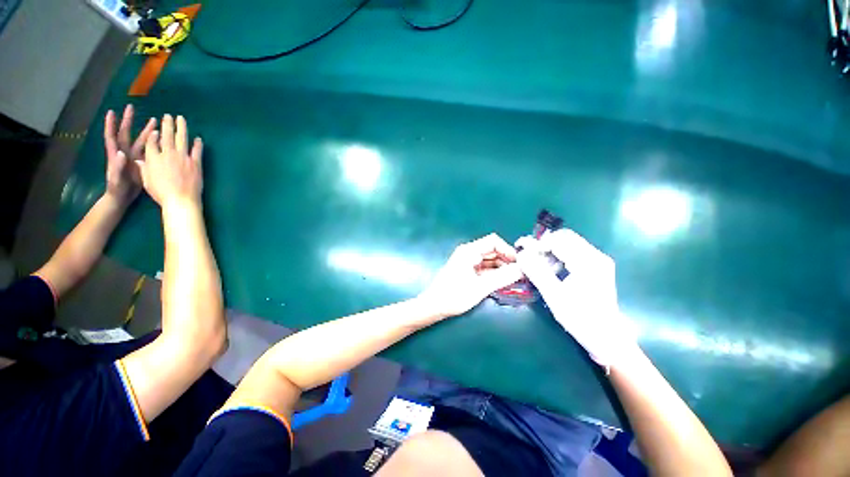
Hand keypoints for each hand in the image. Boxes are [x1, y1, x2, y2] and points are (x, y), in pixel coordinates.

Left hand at [103, 105, 155, 203]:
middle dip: (128, 121)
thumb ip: (117, 166)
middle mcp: (125, 152)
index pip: (112, 136)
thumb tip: (121, 153)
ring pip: (140, 140)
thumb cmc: (117, 189)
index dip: (111, 124)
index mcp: (116, 154)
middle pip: (126, 134)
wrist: (122, 198)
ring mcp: (133, 158)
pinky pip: (148, 150)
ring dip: (145, 130)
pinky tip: (160, 139)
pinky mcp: (142, 163)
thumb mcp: (116, 179)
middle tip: (132, 108)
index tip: (111, 112)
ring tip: (154, 121)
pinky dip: (153, 143)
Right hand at [137, 114, 203, 209]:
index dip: (153, 134)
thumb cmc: (161, 193)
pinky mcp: (195, 163)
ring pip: (181, 138)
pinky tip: (198, 138)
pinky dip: (197, 143)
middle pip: (166, 135)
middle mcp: (167, 154)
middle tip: (168, 115)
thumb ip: (143, 168)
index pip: (151, 142)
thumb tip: (137, 159)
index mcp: (153, 158)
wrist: (180, 200)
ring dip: (181, 127)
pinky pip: (197, 150)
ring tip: (181, 118)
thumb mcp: (146, 180)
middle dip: (167, 124)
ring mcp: (183, 158)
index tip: (155, 129)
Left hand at [418, 233, 522, 318]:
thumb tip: (522, 269)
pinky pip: (485, 268)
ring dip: (502, 268)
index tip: (519, 264)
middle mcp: (469, 252)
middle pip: (493, 250)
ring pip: (490, 260)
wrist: (434, 306)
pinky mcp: (468, 271)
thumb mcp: (481, 287)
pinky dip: (495, 274)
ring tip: (515, 280)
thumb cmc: (454, 295)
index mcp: (469, 251)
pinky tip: (503, 283)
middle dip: (507, 261)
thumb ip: (503, 277)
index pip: (493, 241)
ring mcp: (468, 262)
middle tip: (521, 274)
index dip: (508, 250)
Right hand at [516, 230, 637, 367]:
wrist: (607, 338)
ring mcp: (598, 261)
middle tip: (529, 258)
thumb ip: (537, 272)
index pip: (558, 240)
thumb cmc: (581, 318)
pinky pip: (573, 252)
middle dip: (544, 245)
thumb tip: (521, 254)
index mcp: (588, 262)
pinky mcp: (597, 267)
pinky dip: (558, 256)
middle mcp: (596, 256)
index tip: (523, 253)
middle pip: (564, 237)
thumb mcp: (554, 296)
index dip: (538, 244)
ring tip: (539, 265)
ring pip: (568, 243)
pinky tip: (552, 269)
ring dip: (550, 250)